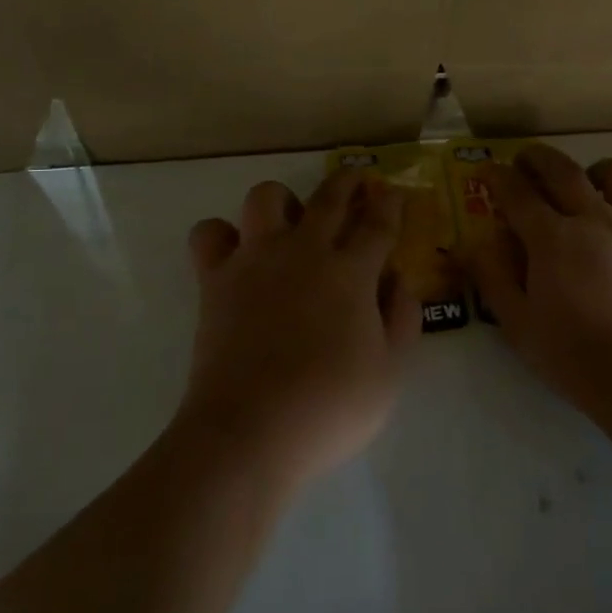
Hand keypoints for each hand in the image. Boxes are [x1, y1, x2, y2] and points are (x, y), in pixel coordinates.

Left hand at [178, 171, 418, 495]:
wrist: (250, 431)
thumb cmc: (329, 407)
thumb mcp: (389, 374)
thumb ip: (402, 321)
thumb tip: (399, 282)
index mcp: (351, 272)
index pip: (378, 224)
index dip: (390, 205)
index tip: (393, 194)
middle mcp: (305, 251)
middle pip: (329, 197)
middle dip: (347, 181)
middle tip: (356, 181)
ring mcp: (256, 259)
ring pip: (266, 197)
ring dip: (283, 200)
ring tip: (290, 220)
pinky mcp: (216, 278)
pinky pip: (209, 234)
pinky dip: (222, 235)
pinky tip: (236, 253)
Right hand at [463, 145, 611, 427]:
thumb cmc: (577, 358)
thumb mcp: (518, 325)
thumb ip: (493, 278)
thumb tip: (472, 244)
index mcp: (552, 238)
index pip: (517, 193)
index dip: (498, 177)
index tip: (487, 172)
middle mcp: (595, 220)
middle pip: (563, 170)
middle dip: (538, 158)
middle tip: (524, 161)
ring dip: (595, 170)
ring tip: (585, 185)